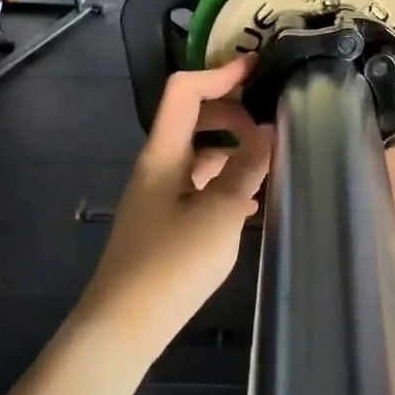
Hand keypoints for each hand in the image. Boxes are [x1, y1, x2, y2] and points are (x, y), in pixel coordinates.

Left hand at [80, 57, 271, 355]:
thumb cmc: (171, 265)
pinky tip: (250, 203)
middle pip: (193, 118)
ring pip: (198, 154)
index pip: (185, 91)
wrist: (122, 326)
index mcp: (164, 153)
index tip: (258, 68)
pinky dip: (224, 181)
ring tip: (270, 163)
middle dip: (232, 113)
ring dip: (232, 150)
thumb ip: (246, 169)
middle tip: (271, 127)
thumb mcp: (220, 214)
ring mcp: (158, 194)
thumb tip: (269, 131)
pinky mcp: (163, 220)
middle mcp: (157, 165)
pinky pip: (197, 184)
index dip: (220, 73)